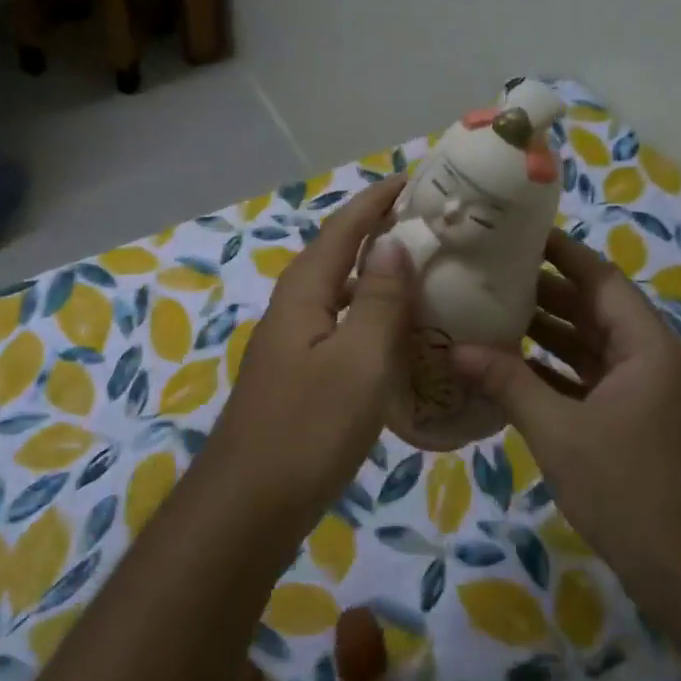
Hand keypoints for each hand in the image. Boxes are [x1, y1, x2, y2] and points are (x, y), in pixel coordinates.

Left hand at [210, 178, 414, 527]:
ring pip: (339, 294)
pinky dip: (370, 318)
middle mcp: (293, 309)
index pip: (342, 229)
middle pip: (337, 255)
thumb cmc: (309, 427)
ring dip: (375, 276)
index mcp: (304, 293)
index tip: (413, 178)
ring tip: (423, 273)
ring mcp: (293, 345)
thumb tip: (392, 243)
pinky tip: (397, 337)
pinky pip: (341, 328)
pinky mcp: (299, 376)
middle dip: (378, 232)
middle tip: (430, 225)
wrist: (250, 503)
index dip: (376, 201)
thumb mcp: (357, 360)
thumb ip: (376, 299)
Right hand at [451, 230, 680, 590]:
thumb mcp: (560, 431)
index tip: (516, 231)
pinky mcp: (631, 423)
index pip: (600, 277)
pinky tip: (510, 368)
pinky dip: (552, 371)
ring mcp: (642, 393)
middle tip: (486, 272)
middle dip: (543, 290)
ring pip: (588, 346)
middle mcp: (648, 359)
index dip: (560, 251)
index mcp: (645, 345)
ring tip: (489, 311)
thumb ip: (508, 383)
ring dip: (545, 332)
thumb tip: (456, 349)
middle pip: (592, 308)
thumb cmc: (631, 489)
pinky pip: (587, 380)